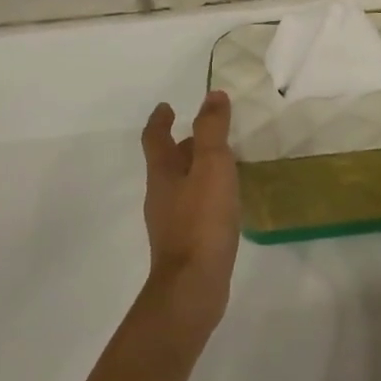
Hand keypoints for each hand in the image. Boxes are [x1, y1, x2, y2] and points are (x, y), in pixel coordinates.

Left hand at [141, 91, 241, 334]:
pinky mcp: (185, 243)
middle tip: (205, 133)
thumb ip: (212, 130)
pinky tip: (225, 202)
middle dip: (183, 145)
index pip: (155, 138)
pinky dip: (206, 195)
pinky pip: (194, 208)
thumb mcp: (212, 166)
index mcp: (163, 173)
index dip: (160, 120)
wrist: (193, 285)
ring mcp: (171, 222)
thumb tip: (212, 95)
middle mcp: (161, 195)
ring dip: (196, 170)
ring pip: (182, 186)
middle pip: (167, 163)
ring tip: (222, 164)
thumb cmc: (202, 220)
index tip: (167, 106)